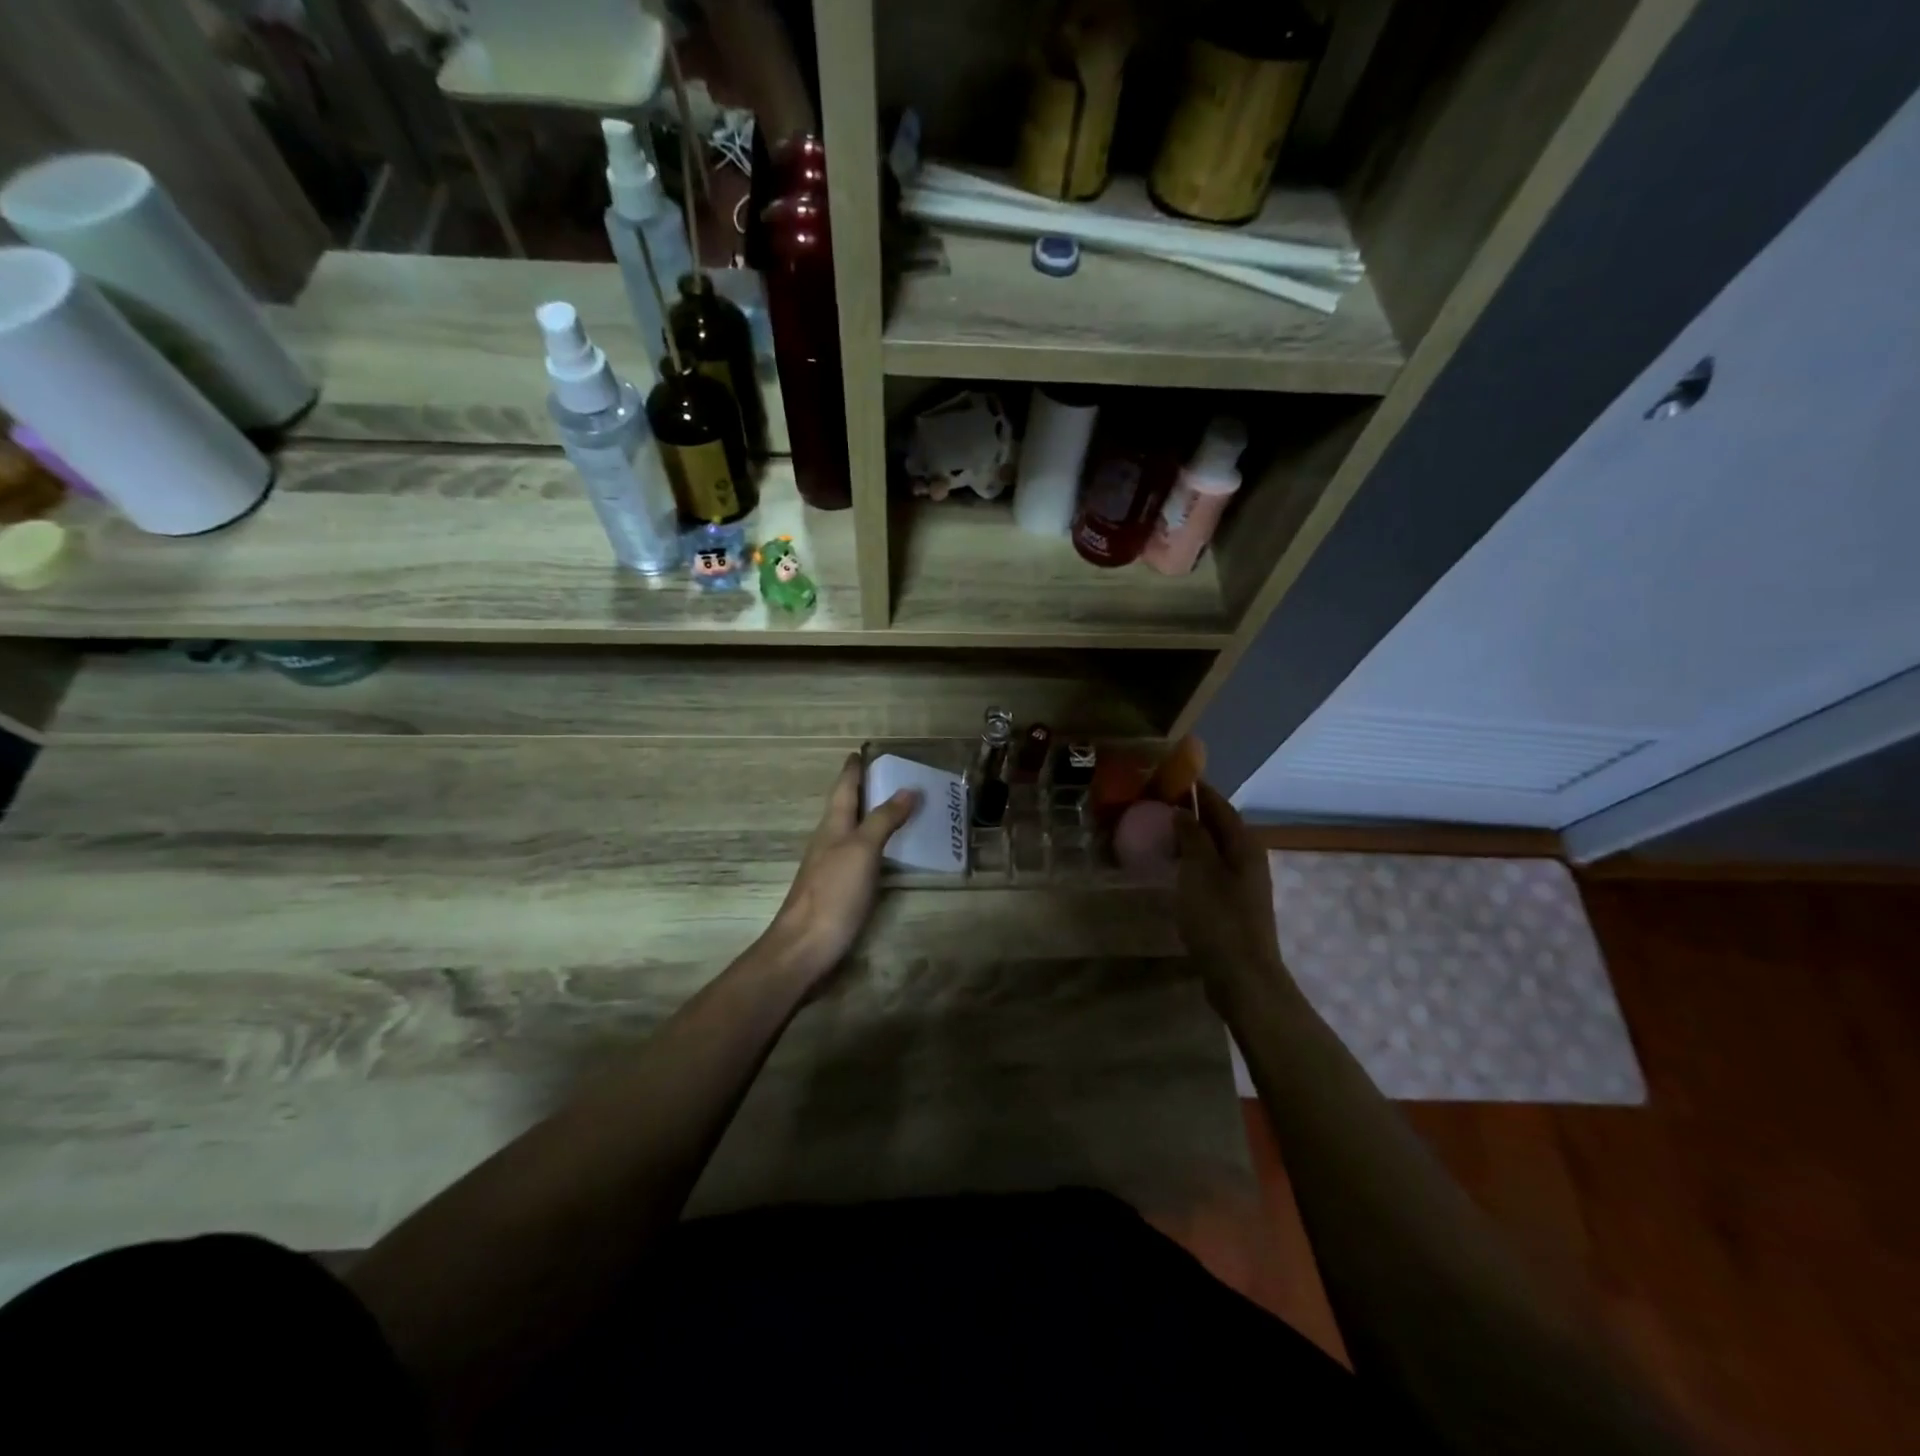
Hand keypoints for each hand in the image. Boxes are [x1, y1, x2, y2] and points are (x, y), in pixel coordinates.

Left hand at [762, 754, 920, 987]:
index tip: (864, 751)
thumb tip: (908, 789)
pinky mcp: (839, 889)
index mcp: (833, 825)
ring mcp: (832, 866)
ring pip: (853, 830)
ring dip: (873, 816)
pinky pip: (860, 855)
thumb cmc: (833, 893)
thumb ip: (884, 820)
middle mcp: (830, 840)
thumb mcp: (862, 850)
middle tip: (893, 776)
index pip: (844, 787)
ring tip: (900, 808)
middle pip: (847, 807)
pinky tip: (890, 852)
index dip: (853, 769)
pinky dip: (876, 844)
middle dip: (866, 790)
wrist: (805, 948)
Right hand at [1173, 783, 1291, 1010]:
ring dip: (1189, 838)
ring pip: (1212, 849)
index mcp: (1244, 844)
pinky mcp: (1231, 906)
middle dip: (1190, 812)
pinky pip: (1208, 871)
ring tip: (1157, 832)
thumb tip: (1184, 810)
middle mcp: (1248, 859)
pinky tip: (1170, 868)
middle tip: (1155, 804)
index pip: (1219, 804)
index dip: (1197, 789)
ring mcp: (1242, 884)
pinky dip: (1190, 862)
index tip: (1169, 776)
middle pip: (1218, 826)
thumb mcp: (1199, 870)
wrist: (1242, 976)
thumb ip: (1192, 836)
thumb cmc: (1219, 918)